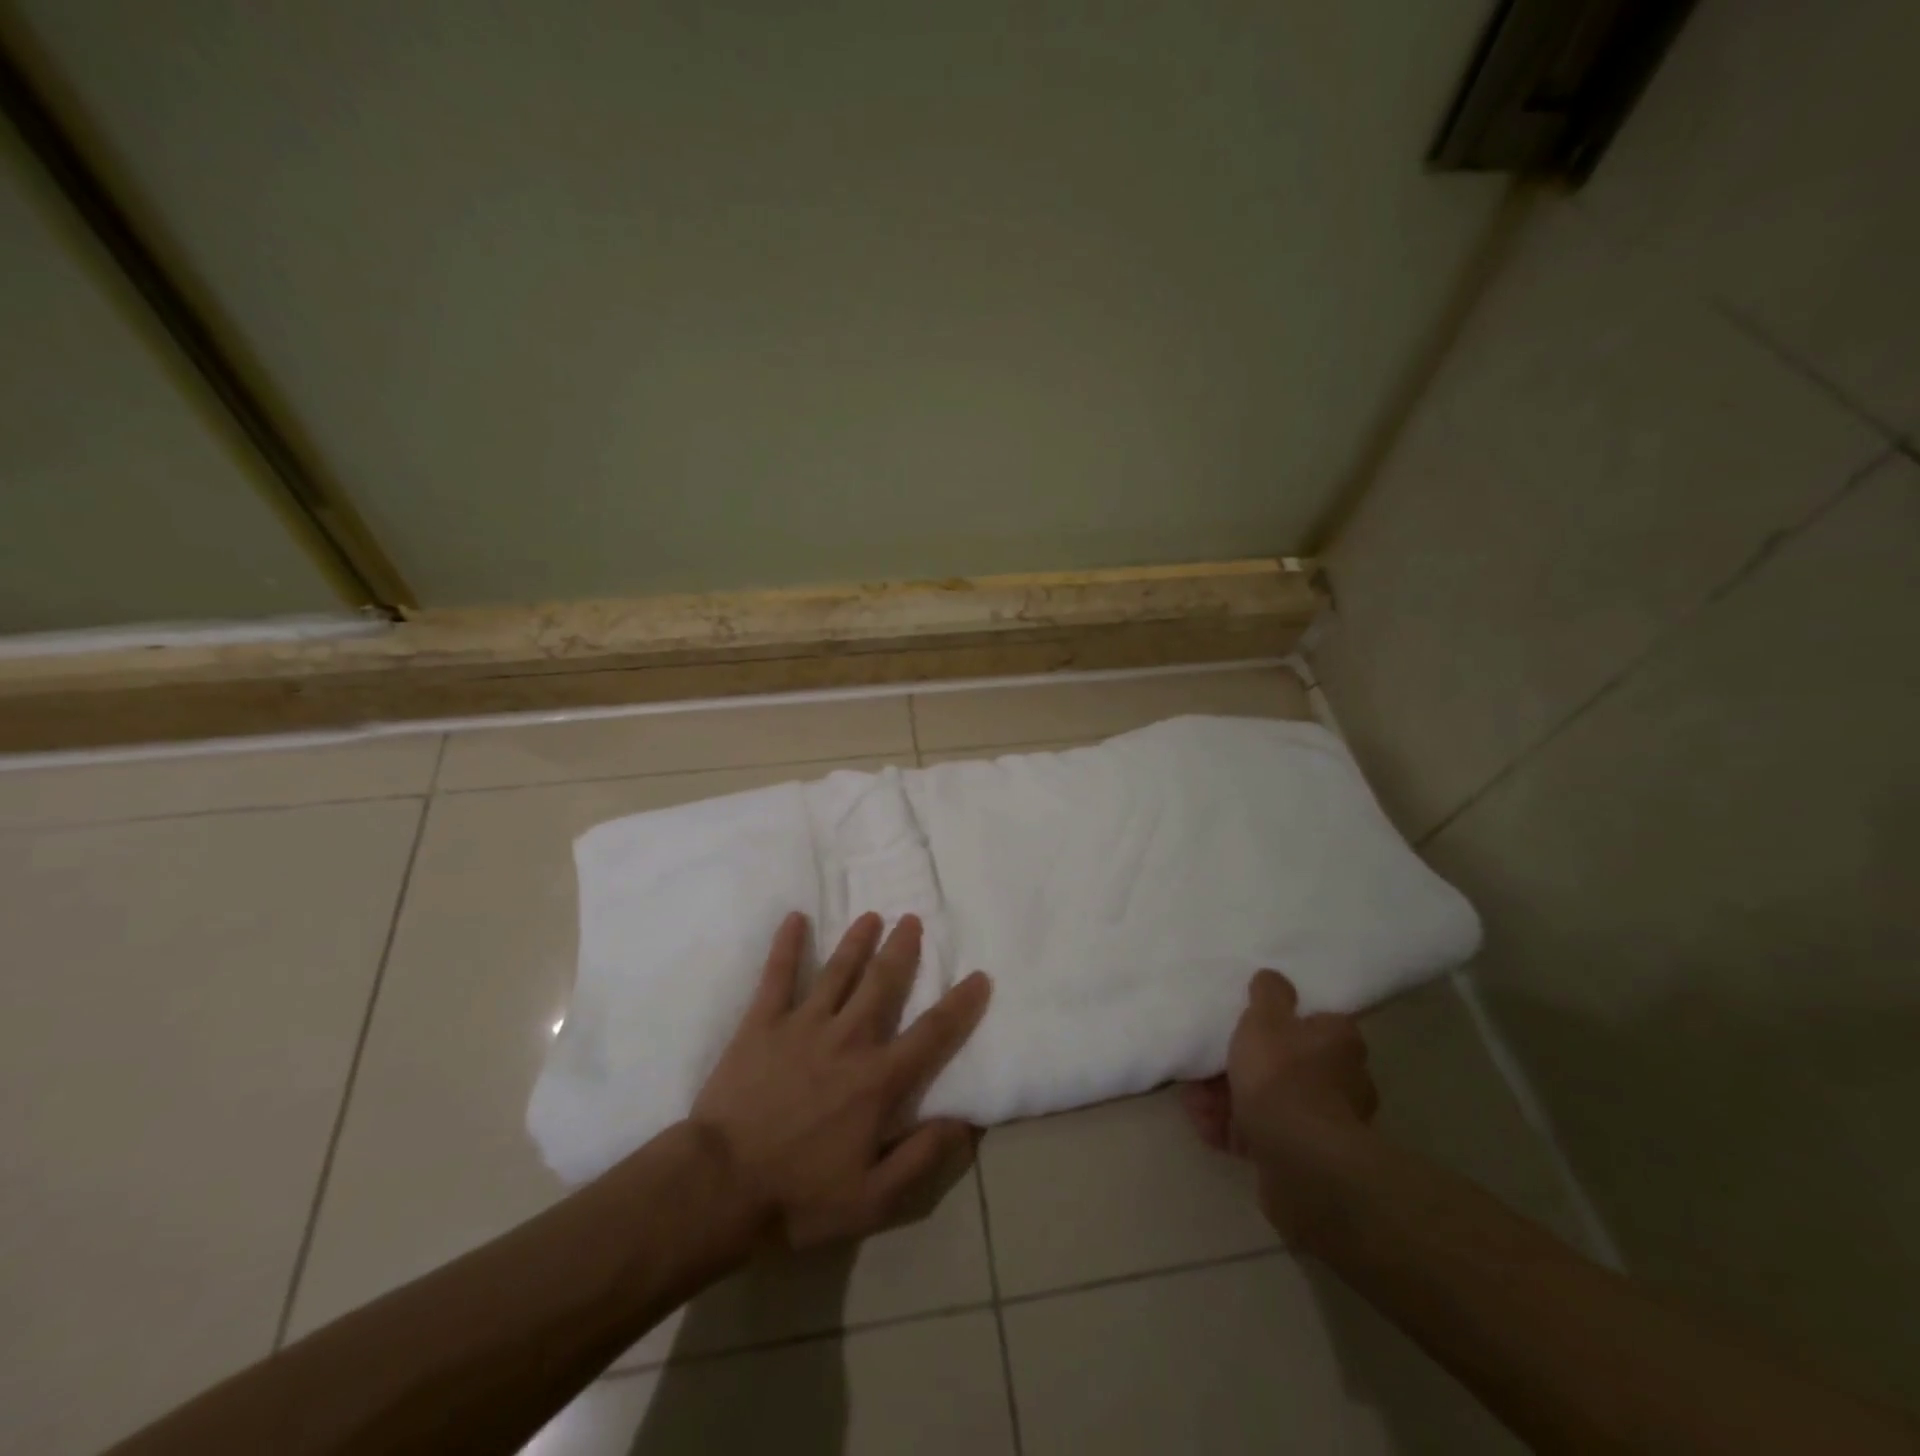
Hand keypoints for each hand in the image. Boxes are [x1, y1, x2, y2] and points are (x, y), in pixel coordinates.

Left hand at [689, 911, 990, 1249]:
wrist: (720, 1188)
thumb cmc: (799, 1196)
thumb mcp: (873, 1199)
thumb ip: (922, 1157)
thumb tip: (968, 1122)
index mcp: (878, 1080)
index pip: (932, 1034)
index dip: (960, 1004)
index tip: (979, 976)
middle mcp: (848, 1040)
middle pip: (883, 984)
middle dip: (902, 950)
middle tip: (913, 920)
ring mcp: (803, 1025)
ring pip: (837, 971)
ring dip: (856, 941)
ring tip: (871, 916)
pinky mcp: (762, 1023)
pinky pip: (777, 975)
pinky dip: (786, 946)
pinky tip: (794, 918)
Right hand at [1181, 969, 1377, 1239]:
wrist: (1297, 1157)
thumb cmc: (1282, 1073)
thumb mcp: (1265, 1018)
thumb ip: (1267, 994)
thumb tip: (1273, 978)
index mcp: (1340, 1043)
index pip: (1315, 1022)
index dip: (1280, 1022)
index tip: (1248, 1024)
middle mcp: (1342, 1083)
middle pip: (1285, 1065)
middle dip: (1242, 1065)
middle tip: (1209, 1063)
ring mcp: (1323, 1126)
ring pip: (1268, 1102)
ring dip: (1227, 1098)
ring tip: (1194, 1098)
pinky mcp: (1302, 1161)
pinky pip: (1260, 1135)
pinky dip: (1231, 1128)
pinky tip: (1203, 1123)